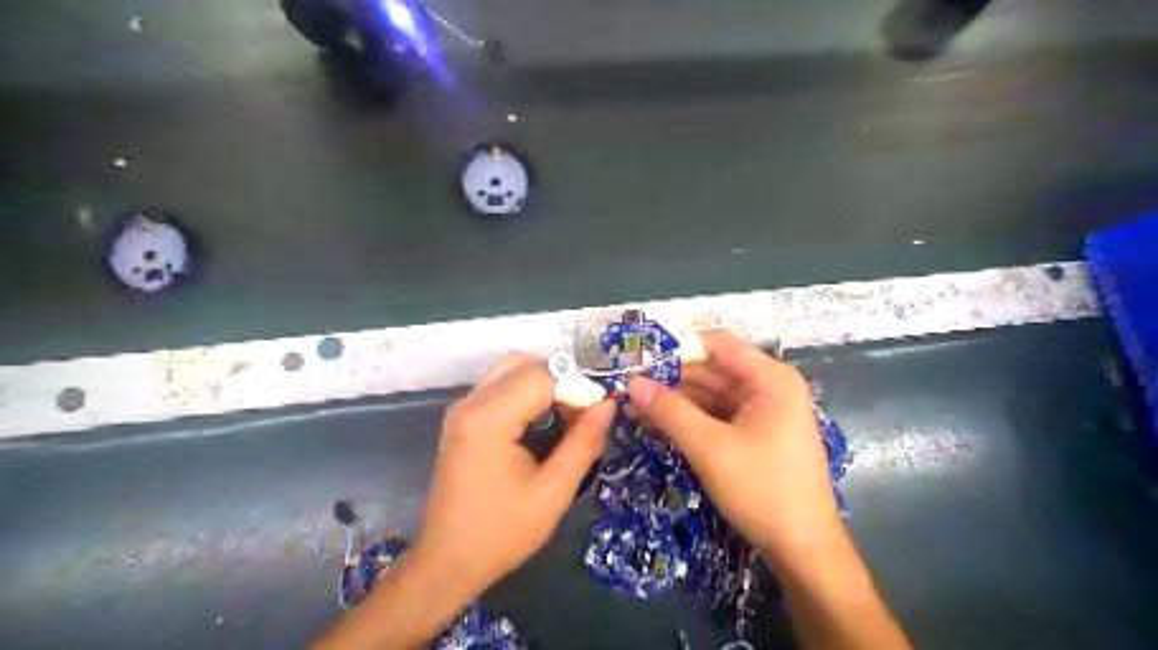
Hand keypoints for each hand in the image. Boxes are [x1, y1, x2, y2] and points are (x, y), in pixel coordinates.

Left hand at [415, 354, 614, 598]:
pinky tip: (544, 420)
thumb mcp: (552, 492)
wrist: (447, 562)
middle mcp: (470, 403)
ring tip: (568, 415)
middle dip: (561, 379)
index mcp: (488, 419)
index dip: (577, 386)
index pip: (542, 376)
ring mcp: (462, 409)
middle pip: (524, 364)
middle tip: (584, 411)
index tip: (600, 410)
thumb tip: (607, 405)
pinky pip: (499, 386)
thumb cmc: (501, 533)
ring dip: (544, 382)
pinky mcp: (462, 419)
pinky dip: (527, 392)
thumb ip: (583, 443)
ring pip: (511, 370)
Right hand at [626, 334, 842, 561]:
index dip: (677, 350)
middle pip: (712, 370)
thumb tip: (631, 384)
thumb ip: (669, 411)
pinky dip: (688, 419)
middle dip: (669, 380)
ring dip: (674, 402)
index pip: (717, 345)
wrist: (803, 549)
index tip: (640, 363)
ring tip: (633, 410)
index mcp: (770, 379)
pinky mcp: (755, 434)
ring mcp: (763, 412)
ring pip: (710, 395)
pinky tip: (657, 425)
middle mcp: (769, 387)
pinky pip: (716, 416)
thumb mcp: (710, 448)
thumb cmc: (762, 489)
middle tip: (628, 390)